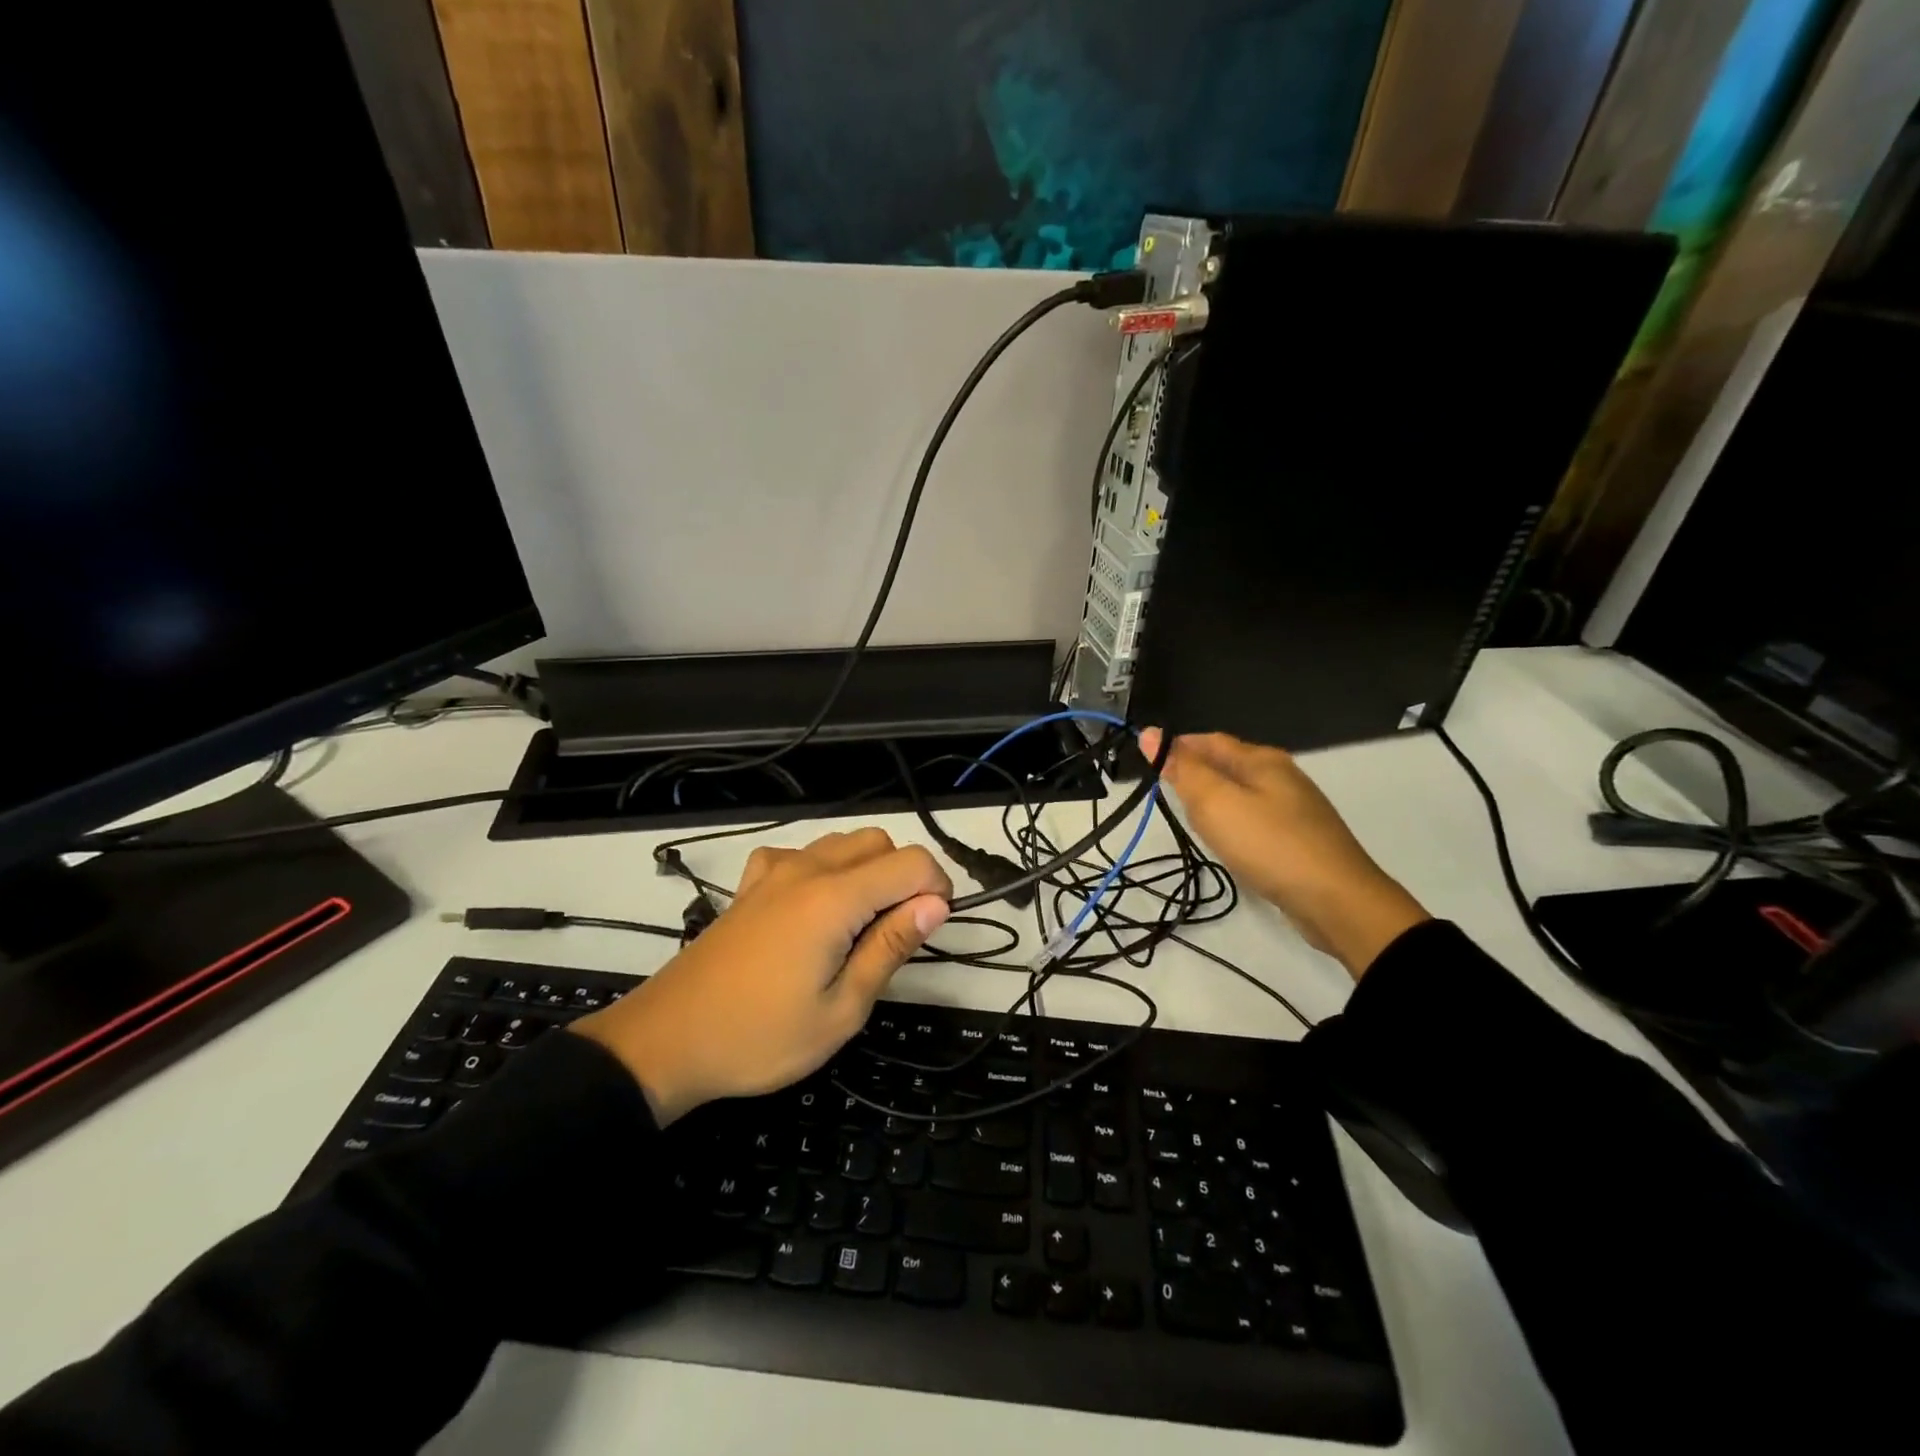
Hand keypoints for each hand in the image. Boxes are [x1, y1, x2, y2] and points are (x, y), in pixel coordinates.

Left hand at [572, 828, 951, 1124]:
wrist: (666, 1042)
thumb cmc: (760, 1037)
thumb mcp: (841, 1010)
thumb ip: (891, 947)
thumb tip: (937, 904)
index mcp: (834, 899)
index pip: (912, 863)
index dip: (938, 890)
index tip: (931, 931)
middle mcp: (807, 869)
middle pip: (880, 843)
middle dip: (904, 878)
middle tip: (895, 936)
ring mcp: (774, 871)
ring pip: (843, 843)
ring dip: (866, 872)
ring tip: (857, 928)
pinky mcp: (751, 885)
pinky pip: (801, 854)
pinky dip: (822, 870)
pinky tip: (811, 908)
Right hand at [1142, 728, 1427, 978]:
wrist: (1337, 901)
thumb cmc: (1269, 844)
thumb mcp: (1215, 803)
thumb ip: (1182, 769)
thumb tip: (1149, 734)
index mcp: (1261, 759)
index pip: (1209, 740)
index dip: (1176, 747)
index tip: (1147, 764)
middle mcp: (1281, 776)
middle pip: (1228, 764)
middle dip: (1195, 773)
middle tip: (1165, 794)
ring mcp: (1295, 808)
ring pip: (1242, 792)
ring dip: (1213, 799)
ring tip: (1191, 820)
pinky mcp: (1301, 837)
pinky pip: (1256, 818)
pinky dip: (1234, 823)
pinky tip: (1229, 842)